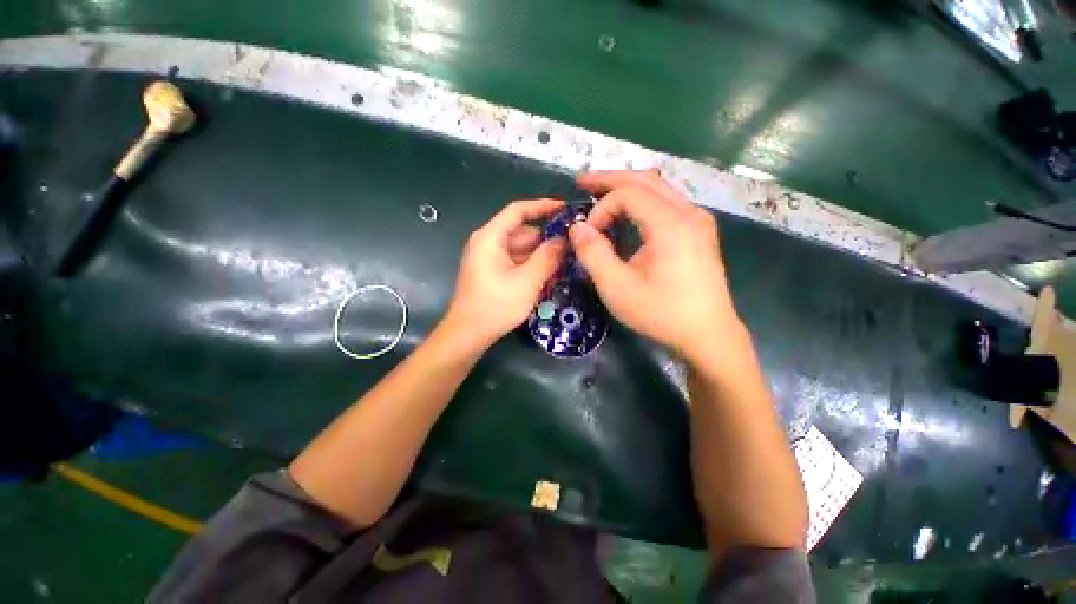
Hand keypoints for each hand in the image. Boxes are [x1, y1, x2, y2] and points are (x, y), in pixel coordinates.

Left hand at [444, 198, 566, 349]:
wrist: (468, 334)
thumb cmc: (496, 306)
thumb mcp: (527, 282)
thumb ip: (548, 257)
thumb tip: (564, 239)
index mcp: (490, 237)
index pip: (518, 210)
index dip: (543, 206)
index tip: (565, 209)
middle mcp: (487, 242)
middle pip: (521, 231)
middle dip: (546, 238)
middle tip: (572, 245)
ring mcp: (488, 257)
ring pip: (520, 248)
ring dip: (540, 254)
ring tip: (565, 261)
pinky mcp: (491, 271)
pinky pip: (515, 260)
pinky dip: (531, 264)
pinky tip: (548, 274)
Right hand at [569, 170, 743, 364]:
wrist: (707, 335)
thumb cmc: (661, 313)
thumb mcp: (617, 287)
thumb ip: (593, 253)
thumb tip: (577, 227)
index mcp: (671, 223)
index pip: (628, 193)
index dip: (601, 208)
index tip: (588, 236)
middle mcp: (689, 212)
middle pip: (645, 179)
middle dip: (610, 179)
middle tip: (582, 182)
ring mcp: (698, 220)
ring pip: (658, 188)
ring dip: (627, 187)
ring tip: (600, 193)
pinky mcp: (698, 231)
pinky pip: (667, 203)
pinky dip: (642, 201)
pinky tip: (628, 212)